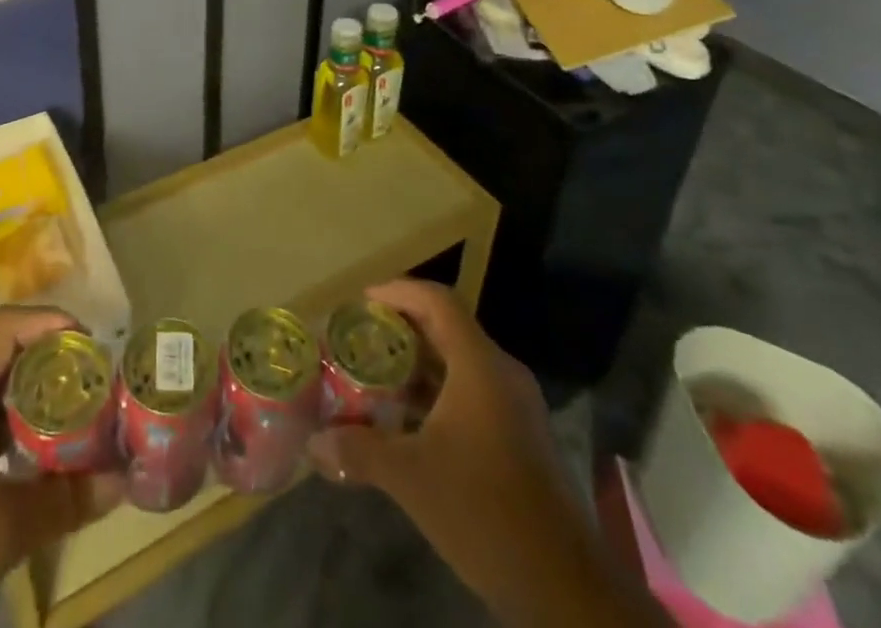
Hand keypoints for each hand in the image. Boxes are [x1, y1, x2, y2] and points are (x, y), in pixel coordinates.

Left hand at [0, 307, 120, 627]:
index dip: (50, 321)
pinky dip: (11, 421)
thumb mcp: (6, 529)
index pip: (5, 326)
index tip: (90, 341)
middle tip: (91, 377)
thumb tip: (122, 482)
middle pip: (1, 351)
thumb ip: (67, 499)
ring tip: (74, 409)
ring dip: (31, 391)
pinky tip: (36, 453)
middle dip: (49, 357)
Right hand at [307, 280, 667, 627]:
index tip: (362, 302)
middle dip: (402, 329)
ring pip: (461, 362)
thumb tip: (314, 443)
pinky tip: (410, 422)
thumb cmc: (485, 512)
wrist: (566, 589)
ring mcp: (517, 406)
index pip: (438, 301)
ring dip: (419, 365)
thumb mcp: (412, 479)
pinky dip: (439, 393)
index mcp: (480, 365)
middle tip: (361, 339)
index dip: (398, 291)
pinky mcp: (522, 436)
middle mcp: (502, 373)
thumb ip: (360, 451)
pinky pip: (474, 392)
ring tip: (376, 376)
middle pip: (448, 328)